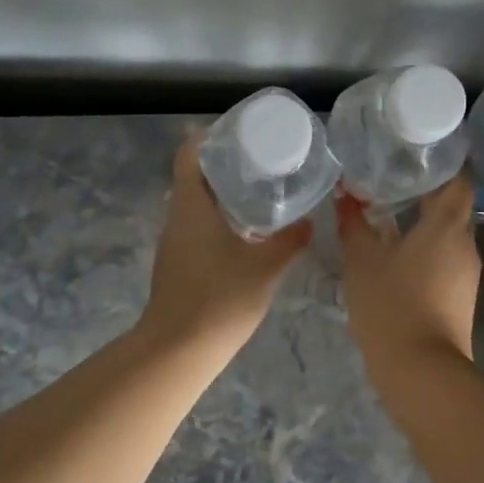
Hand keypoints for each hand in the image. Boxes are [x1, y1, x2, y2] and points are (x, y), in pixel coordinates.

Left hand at [138, 132, 311, 357]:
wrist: (178, 350)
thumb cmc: (220, 299)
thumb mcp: (264, 268)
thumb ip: (289, 241)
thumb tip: (309, 221)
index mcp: (191, 206)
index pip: (190, 154)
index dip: (210, 137)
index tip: (240, 132)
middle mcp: (177, 217)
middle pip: (194, 176)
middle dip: (225, 164)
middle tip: (263, 160)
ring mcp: (174, 242)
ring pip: (196, 204)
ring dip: (222, 194)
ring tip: (261, 192)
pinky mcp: (177, 264)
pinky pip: (197, 227)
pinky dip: (218, 219)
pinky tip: (246, 232)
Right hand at [337, 173, 480, 376]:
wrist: (422, 371)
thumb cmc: (391, 305)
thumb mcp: (362, 262)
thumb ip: (353, 225)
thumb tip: (344, 197)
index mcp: (447, 226)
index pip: (459, 180)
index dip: (442, 163)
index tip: (415, 155)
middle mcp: (466, 245)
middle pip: (453, 207)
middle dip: (426, 192)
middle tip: (390, 180)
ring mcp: (466, 274)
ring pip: (448, 235)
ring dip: (423, 224)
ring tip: (388, 215)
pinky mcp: (460, 297)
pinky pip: (445, 259)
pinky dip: (425, 249)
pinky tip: (396, 255)